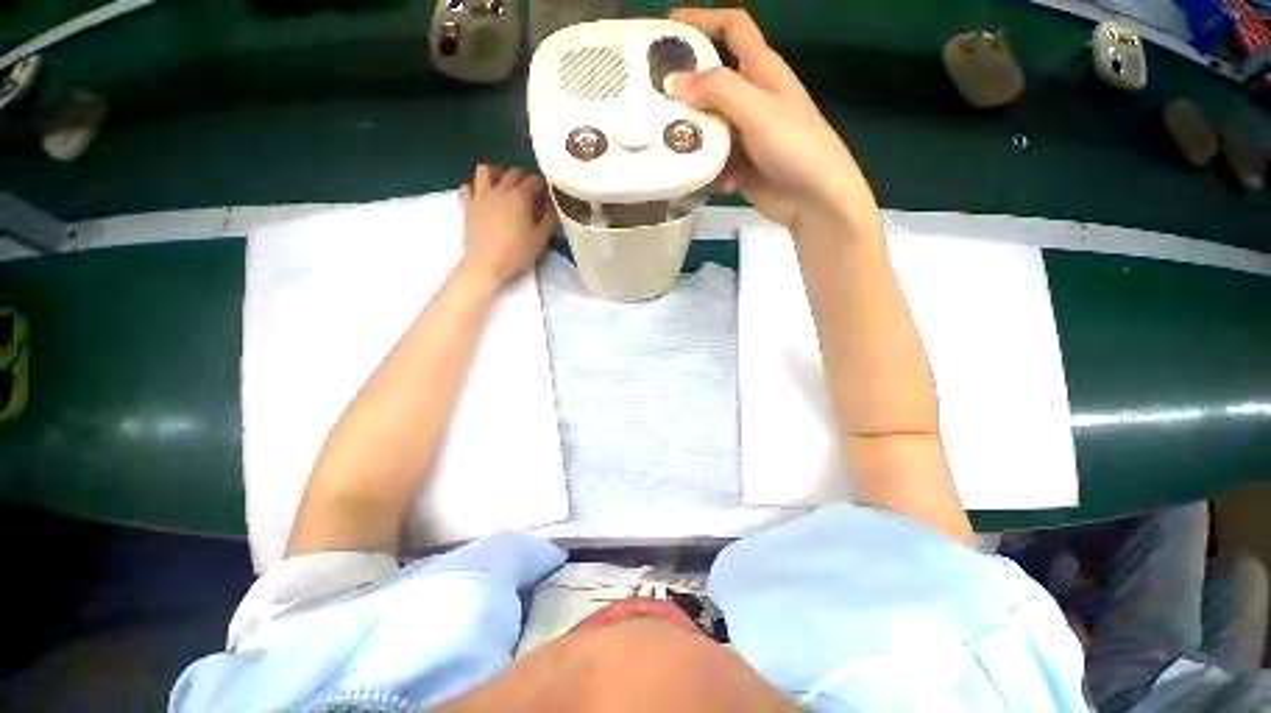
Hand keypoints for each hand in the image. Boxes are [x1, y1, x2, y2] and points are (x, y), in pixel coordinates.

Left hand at [459, 164, 556, 286]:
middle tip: (531, 193)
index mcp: (520, 196)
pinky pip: (468, 187)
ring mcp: (481, 195)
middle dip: (524, 178)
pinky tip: (484, 197)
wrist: (486, 264)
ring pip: (486, 171)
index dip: (544, 186)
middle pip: (513, 173)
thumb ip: (550, 220)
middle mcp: (500, 189)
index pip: (535, 181)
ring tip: (504, 186)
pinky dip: (476, 188)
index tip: (548, 196)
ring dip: (497, 174)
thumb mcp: (540, 239)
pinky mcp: (468, 205)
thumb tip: (554, 208)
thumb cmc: (516, 252)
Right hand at [669, 8, 876, 233]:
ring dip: (693, 138)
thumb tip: (676, 82)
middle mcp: (752, 98)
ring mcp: (745, 134)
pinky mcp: (740, 164)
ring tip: (672, 149)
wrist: (814, 200)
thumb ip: (718, 90)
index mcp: (762, 71)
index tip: (669, 24)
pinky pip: (714, 160)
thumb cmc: (795, 146)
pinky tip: (712, 182)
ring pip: (708, 125)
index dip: (703, 18)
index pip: (733, 28)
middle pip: (711, 82)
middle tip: (651, 99)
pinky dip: (709, 170)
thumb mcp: (758, 109)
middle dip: (685, 89)